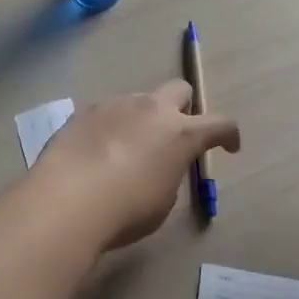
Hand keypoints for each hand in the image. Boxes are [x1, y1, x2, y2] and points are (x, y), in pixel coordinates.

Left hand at [31, 81, 240, 249]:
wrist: (68, 198)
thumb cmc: (126, 209)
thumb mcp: (162, 200)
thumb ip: (168, 174)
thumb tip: (160, 165)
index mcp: (180, 132)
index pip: (220, 124)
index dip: (229, 135)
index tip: (229, 146)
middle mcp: (151, 108)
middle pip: (179, 89)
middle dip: (183, 107)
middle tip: (174, 134)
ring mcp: (116, 104)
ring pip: (140, 100)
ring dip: (143, 119)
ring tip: (127, 150)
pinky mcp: (86, 110)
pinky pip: (109, 112)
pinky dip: (112, 127)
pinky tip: (98, 152)